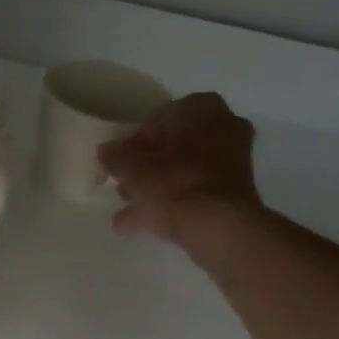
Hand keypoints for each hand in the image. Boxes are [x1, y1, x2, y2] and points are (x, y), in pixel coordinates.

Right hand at [99, 93, 267, 250]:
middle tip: (122, 185)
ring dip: (155, 189)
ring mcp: (232, 162)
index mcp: (201, 109)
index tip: (118, 162)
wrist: (219, 229)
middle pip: (173, 147)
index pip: (158, 119)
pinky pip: (193, 193)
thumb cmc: (175, 186)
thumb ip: (116, 157)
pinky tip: (140, 225)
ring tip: (126, 211)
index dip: (134, 142)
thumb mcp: (134, 170)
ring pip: (183, 172)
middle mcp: (223, 128)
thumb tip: (105, 151)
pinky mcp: (232, 193)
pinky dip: (170, 205)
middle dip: (146, 168)